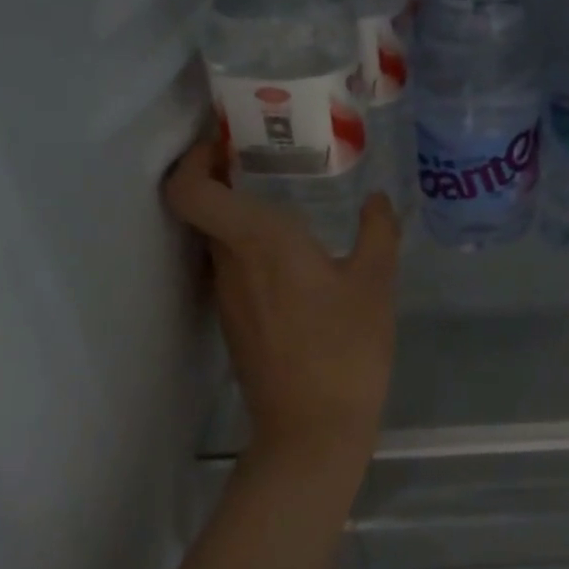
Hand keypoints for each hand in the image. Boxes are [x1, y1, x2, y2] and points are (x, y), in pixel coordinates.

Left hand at [163, 138, 398, 479]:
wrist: (313, 428)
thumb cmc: (346, 347)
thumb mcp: (376, 283)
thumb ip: (378, 232)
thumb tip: (378, 199)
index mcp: (258, 242)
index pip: (190, 190)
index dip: (194, 159)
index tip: (225, 141)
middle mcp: (230, 264)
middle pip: (205, 209)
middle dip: (228, 178)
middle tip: (274, 159)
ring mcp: (228, 298)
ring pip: (220, 241)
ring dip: (244, 215)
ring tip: (292, 203)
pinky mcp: (237, 324)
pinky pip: (235, 269)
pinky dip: (254, 250)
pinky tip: (298, 258)